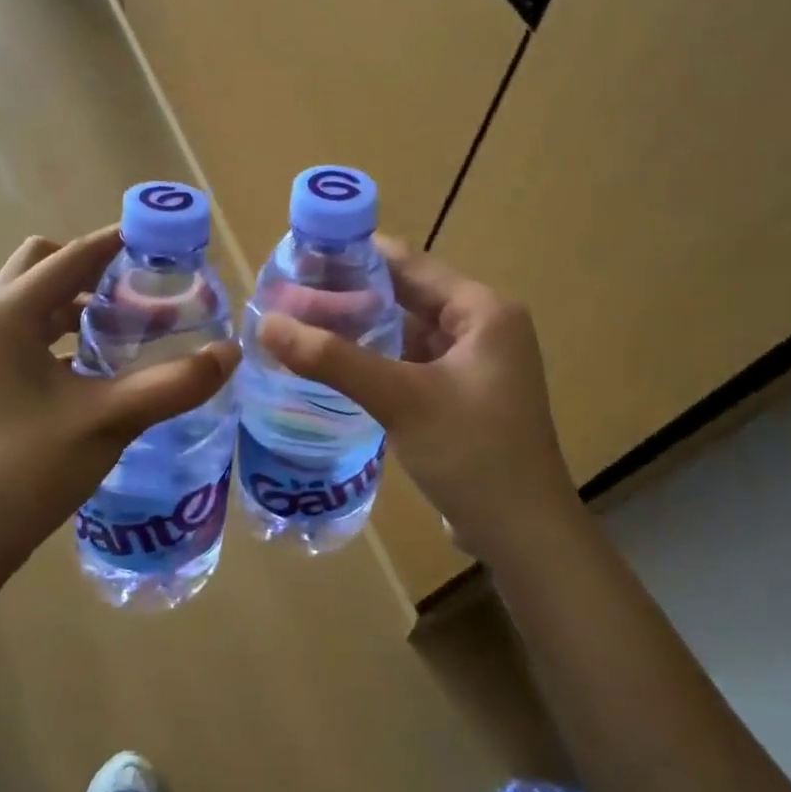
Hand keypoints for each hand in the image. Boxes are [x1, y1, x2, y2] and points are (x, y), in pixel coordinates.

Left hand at [0, 227, 239, 580]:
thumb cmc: (29, 469)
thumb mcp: (109, 421)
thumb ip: (172, 384)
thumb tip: (231, 353)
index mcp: (10, 314)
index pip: (73, 254)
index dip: (121, 240)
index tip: (166, 240)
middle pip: (47, 263)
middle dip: (95, 265)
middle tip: (143, 287)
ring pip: (39, 298)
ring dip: (82, 298)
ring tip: (134, 321)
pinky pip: (35, 329)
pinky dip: (69, 328)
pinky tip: (105, 361)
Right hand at [256, 237, 580, 564]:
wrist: (523, 535)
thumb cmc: (473, 453)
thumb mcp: (401, 399)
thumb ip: (333, 359)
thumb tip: (267, 323)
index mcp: (483, 310)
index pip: (408, 264)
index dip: (355, 256)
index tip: (300, 256)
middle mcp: (482, 327)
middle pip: (407, 296)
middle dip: (351, 295)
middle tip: (289, 294)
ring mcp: (473, 364)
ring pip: (407, 332)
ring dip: (361, 329)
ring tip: (301, 325)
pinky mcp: (460, 396)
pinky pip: (411, 364)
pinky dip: (376, 361)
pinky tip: (334, 366)